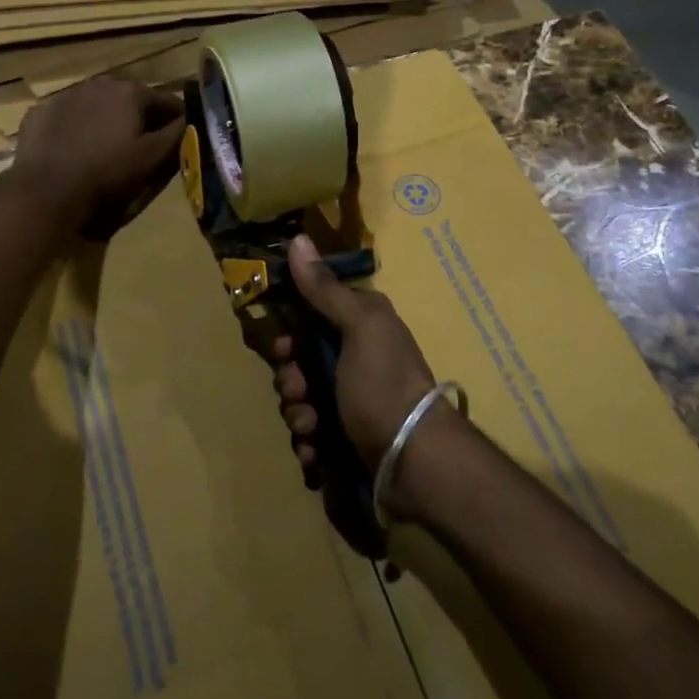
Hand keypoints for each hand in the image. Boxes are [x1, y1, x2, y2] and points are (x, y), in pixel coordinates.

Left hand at [10, 76, 184, 237]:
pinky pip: (69, 115)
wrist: (46, 189)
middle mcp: (99, 83)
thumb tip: (191, 120)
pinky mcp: (40, 111)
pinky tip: (75, 148)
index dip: (177, 120)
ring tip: (107, 147)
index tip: (179, 139)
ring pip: (98, 104)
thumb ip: (177, 134)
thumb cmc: (107, 172)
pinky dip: (77, 126)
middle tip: (141, 145)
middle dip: (140, 118)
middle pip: (131, 99)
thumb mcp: (152, 158)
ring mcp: (66, 95)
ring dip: (107, 119)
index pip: (167, 101)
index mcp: (130, 91)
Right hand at [270, 234, 437, 486]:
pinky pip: (312, 434)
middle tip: (299, 391)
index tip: (284, 347)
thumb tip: (298, 239)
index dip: (290, 331)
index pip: (311, 315)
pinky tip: (316, 451)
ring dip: (297, 414)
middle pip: (300, 361)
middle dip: (290, 380)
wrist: (415, 459)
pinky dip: (309, 444)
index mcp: (361, 325)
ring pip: (301, 399)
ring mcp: (351, 399)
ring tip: (311, 427)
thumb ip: (325, 289)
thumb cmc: (384, 384)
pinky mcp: (346, 436)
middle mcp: (355, 357)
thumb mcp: (359, 327)